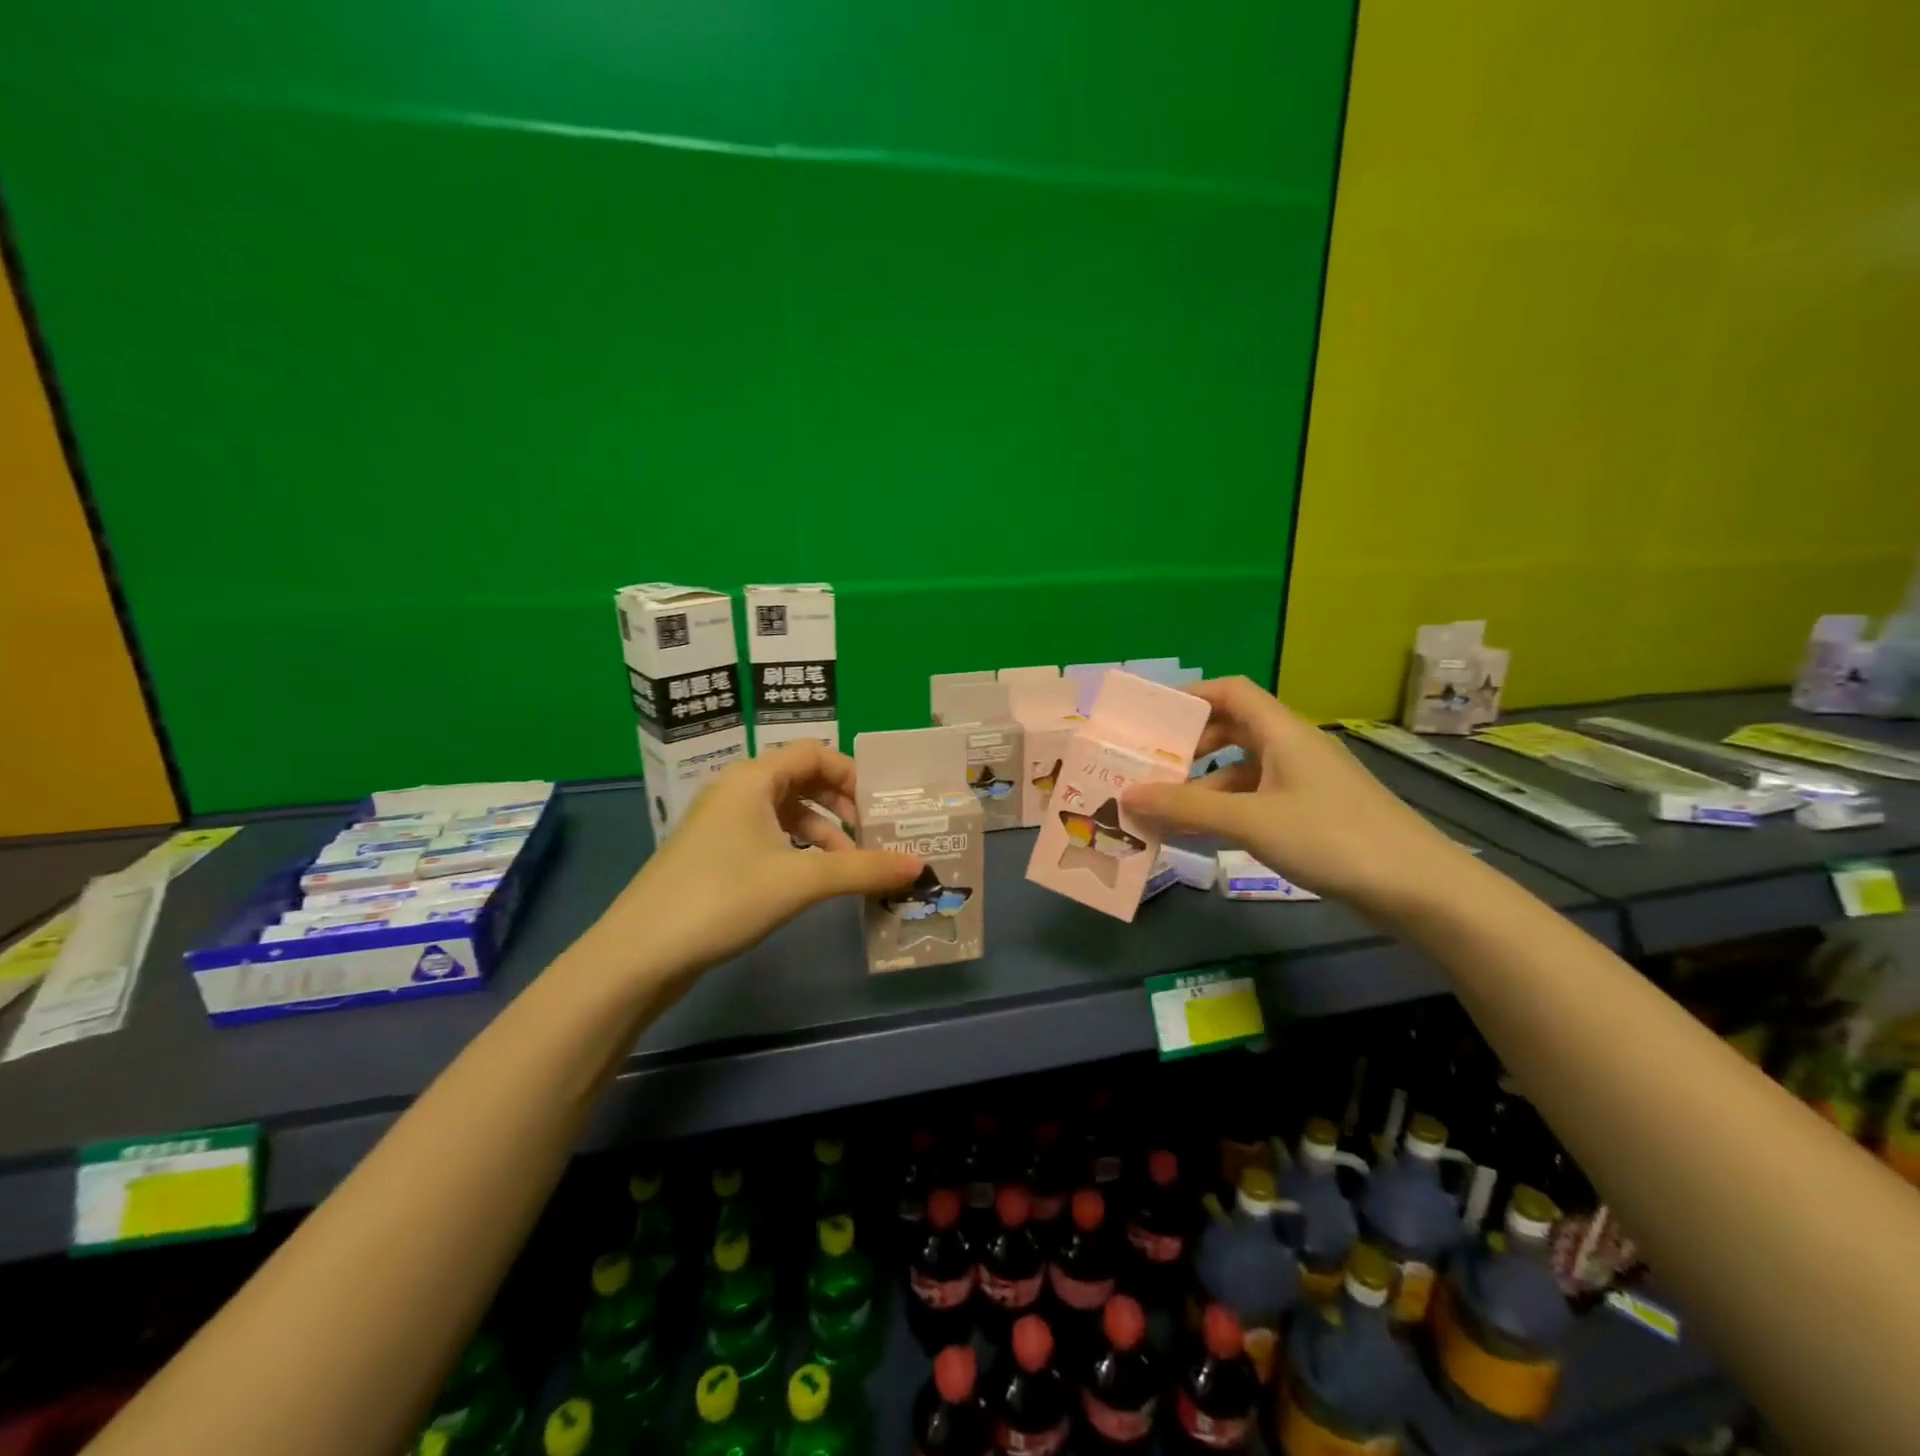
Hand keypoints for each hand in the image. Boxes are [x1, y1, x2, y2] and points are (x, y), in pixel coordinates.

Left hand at [588, 742, 922, 985]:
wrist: (639, 954)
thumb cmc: (721, 899)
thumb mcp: (801, 881)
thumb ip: (863, 869)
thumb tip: (920, 865)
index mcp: (752, 779)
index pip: (813, 753)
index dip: (851, 774)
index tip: (881, 807)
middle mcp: (736, 791)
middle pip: (801, 780)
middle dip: (841, 804)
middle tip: (872, 834)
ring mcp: (721, 825)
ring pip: (785, 812)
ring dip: (822, 831)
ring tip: (849, 865)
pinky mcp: (714, 856)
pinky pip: (768, 837)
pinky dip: (797, 850)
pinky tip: (813, 879)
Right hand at [1121, 677, 1466, 911]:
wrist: (1418, 887)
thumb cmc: (1331, 838)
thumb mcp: (1252, 821)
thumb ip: (1188, 807)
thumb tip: (1130, 794)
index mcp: (1283, 733)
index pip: (1232, 692)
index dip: (1192, 696)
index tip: (1153, 719)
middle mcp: (1294, 748)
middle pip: (1234, 728)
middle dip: (1192, 746)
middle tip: (1154, 767)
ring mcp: (1306, 781)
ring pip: (1245, 768)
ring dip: (1206, 784)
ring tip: (1168, 808)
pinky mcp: (1314, 812)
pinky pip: (1259, 797)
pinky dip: (1229, 808)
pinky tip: (1206, 833)